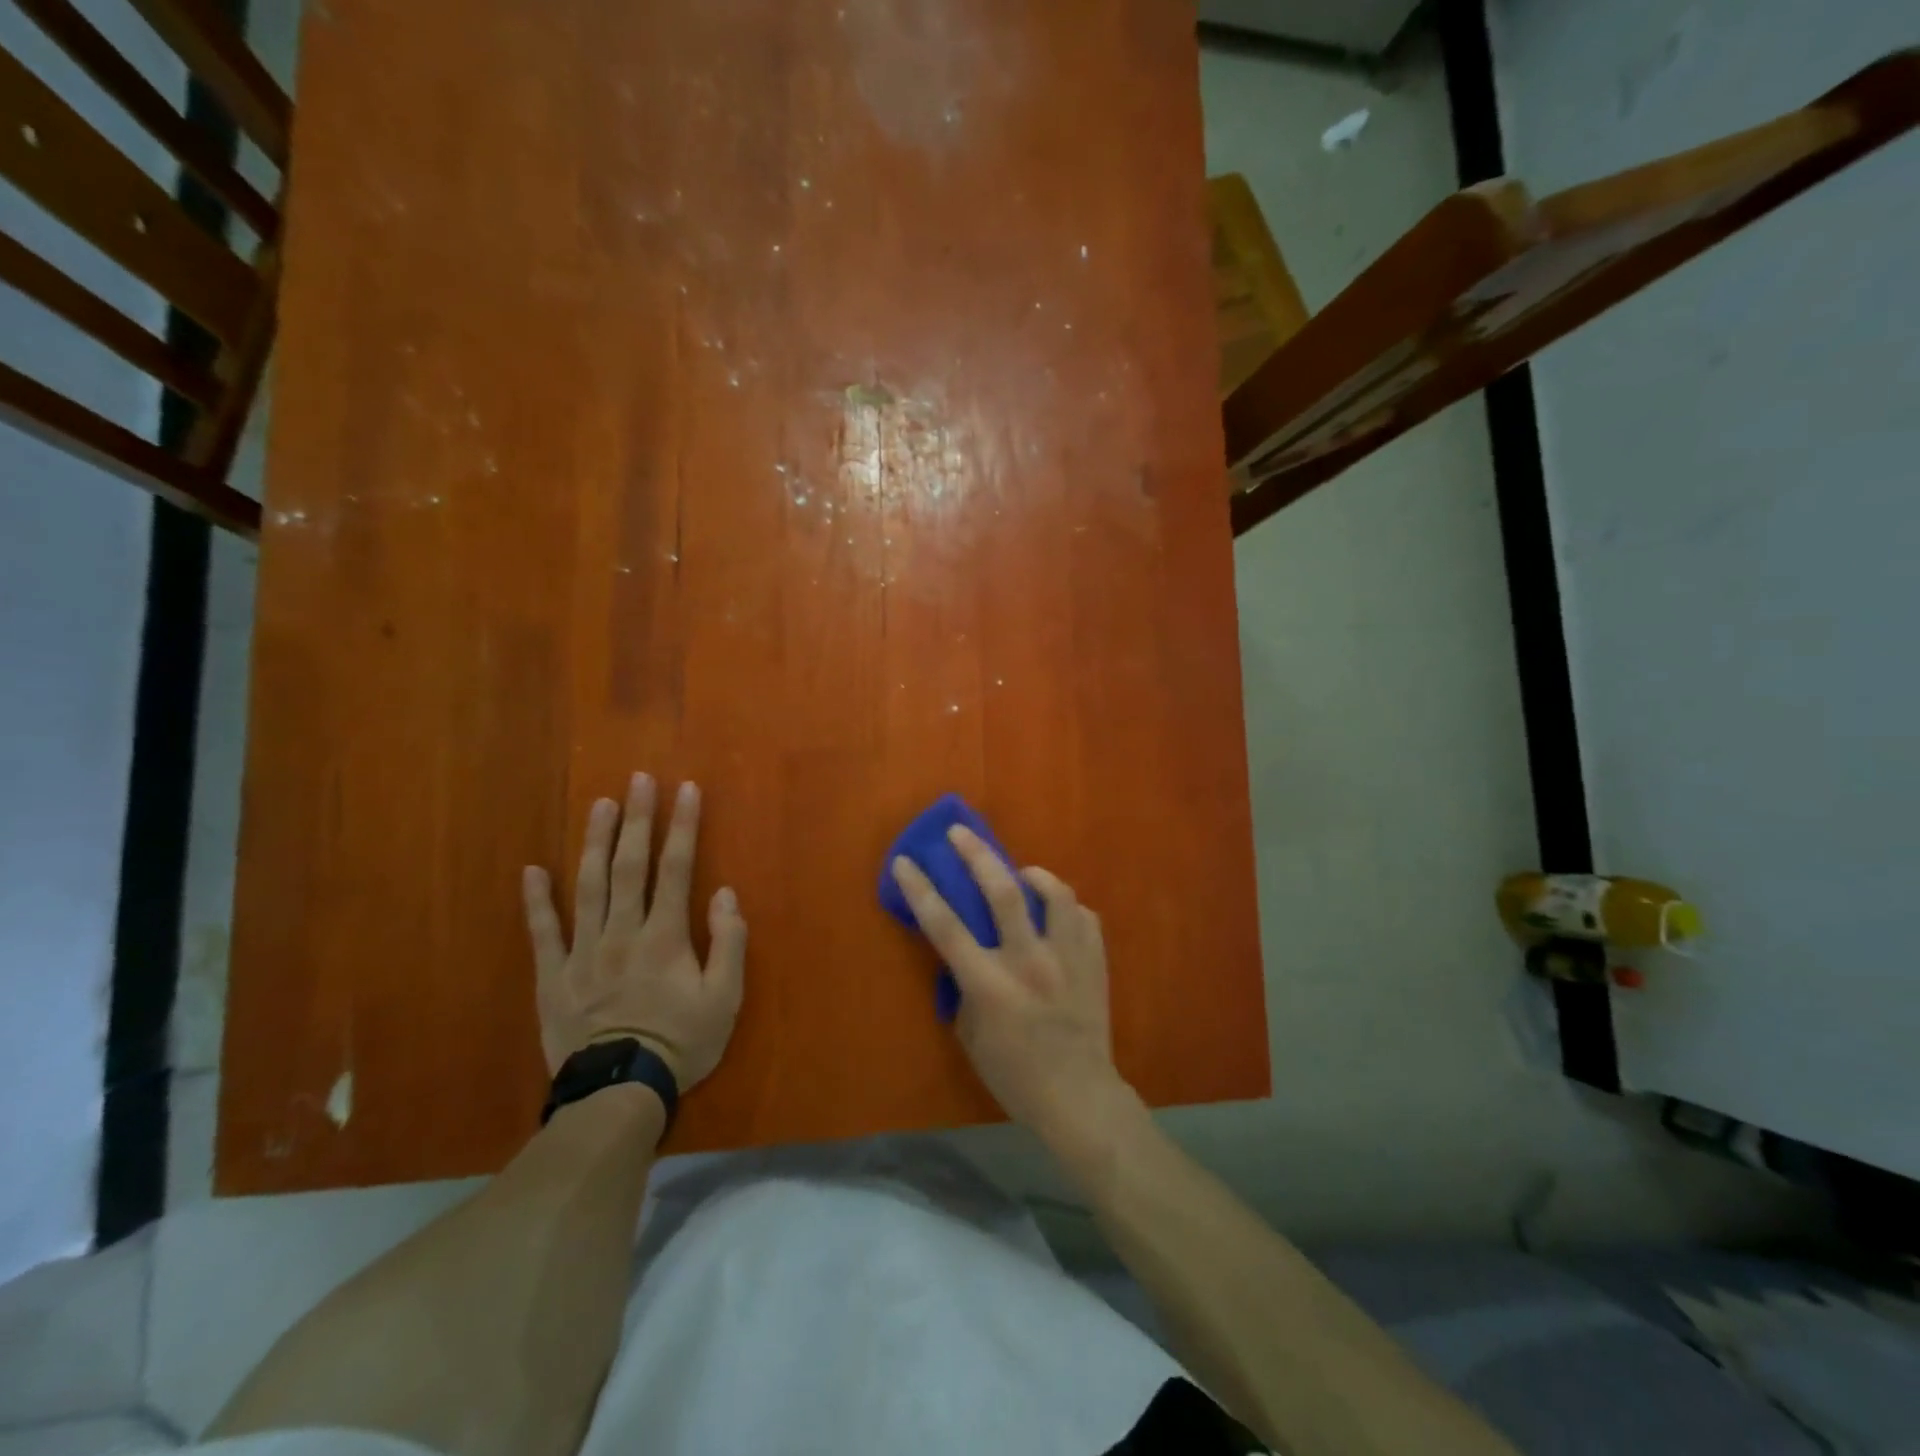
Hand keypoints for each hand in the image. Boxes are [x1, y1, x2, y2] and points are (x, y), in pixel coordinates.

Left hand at [523, 773, 746, 1089]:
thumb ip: (728, 943)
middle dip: (637, 819)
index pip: (676, 868)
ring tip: (599, 805)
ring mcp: (583, 952)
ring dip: (594, 842)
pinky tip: (531, 869)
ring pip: (587, 887)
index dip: (682, 826)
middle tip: (638, 779)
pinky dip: (536, 900)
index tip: (686, 790)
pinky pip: (543, 933)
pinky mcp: (553, 976)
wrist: (619, 1092)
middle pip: (629, 866)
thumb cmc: (681, 1043)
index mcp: (665, 936)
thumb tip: (725, 895)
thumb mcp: (725, 998)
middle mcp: (622, 932)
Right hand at [890, 826, 1125, 1137]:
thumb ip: (963, 989)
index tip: (905, 861)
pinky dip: (1064, 907)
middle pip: (1001, 892)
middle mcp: (1029, 962)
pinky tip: (1055, 913)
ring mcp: (1068, 958)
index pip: (946, 926)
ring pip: (1054, 893)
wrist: (1079, 1097)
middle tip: (960, 833)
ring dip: (1032, 875)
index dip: (921, 889)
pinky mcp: (1096, 961)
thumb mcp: (970, 1036)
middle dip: (976, 854)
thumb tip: (963, 955)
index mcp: (990, 985)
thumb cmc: (1015, 1075)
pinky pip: (1082, 916)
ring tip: (1021, 874)